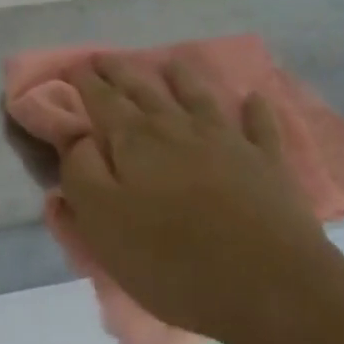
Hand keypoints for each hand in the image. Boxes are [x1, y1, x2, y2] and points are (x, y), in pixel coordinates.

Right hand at [51, 55, 343, 343]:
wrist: (270, 286)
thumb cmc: (172, 260)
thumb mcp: (104, 222)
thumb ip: (81, 172)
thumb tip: (77, 136)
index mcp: (135, 142)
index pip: (103, 100)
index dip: (85, 81)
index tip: (73, 65)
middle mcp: (178, 129)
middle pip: (144, 90)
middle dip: (121, 71)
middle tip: (104, 57)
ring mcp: (227, 141)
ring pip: (198, 97)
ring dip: (182, 78)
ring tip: (170, 62)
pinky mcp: (266, 163)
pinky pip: (260, 127)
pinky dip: (256, 110)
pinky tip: (254, 98)